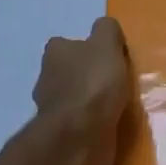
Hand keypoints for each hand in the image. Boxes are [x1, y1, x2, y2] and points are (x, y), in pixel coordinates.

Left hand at [32, 16, 131, 164]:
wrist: (80, 136)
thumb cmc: (93, 84)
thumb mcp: (106, 44)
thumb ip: (107, 30)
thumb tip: (105, 27)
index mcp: (54, 54)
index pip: (67, 44)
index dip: (87, 48)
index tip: (109, 58)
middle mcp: (47, 78)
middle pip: (69, 72)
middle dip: (88, 76)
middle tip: (116, 82)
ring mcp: (53, 110)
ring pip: (74, 98)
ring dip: (91, 101)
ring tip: (118, 105)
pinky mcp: (62, 135)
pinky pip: (80, 123)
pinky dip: (92, 123)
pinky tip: (111, 124)